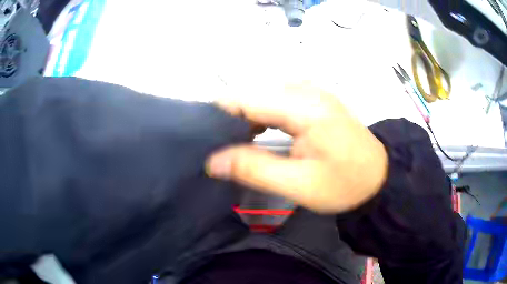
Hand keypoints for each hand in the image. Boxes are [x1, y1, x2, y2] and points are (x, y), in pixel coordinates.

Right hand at [206, 83, 387, 213]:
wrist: (379, 178)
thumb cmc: (345, 184)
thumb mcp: (299, 184)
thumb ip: (253, 168)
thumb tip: (212, 161)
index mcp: (304, 106)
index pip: (246, 99)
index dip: (219, 114)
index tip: (202, 136)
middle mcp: (306, 89)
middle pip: (252, 93)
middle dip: (229, 116)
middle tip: (215, 145)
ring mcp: (311, 91)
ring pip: (262, 94)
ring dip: (243, 115)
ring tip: (231, 141)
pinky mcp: (313, 98)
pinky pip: (275, 98)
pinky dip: (260, 114)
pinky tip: (255, 132)